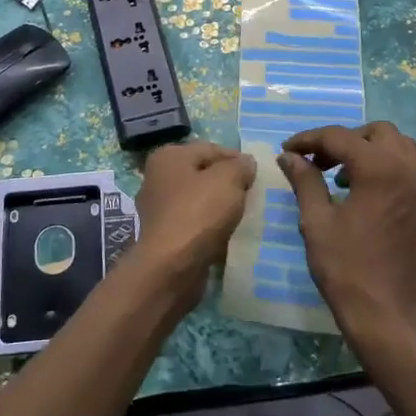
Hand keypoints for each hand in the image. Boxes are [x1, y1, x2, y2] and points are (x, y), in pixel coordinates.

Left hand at [131, 141, 257, 304]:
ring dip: (219, 207)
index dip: (237, 159)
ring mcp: (159, 209)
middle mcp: (158, 178)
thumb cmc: (199, 213)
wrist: (172, 267)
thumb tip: (246, 163)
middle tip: (252, 195)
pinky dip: (210, 227)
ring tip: (243, 216)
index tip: (257, 175)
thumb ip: (240, 166)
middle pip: (203, 174)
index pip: (211, 148)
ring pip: (199, 200)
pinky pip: (194, 224)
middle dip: (228, 183)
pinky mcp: (164, 236)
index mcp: (169, 157)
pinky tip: (227, 236)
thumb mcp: (228, 179)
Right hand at [278, 121, 415, 347]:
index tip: (287, 150)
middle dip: (345, 140)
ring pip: (400, 149)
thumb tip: (289, 156)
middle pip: (377, 133)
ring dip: (370, 152)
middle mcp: (409, 170)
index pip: (340, 137)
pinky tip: (366, 198)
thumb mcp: (316, 222)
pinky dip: (387, 171)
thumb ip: (304, 181)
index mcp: (380, 168)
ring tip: (343, 178)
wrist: (390, 318)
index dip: (309, 139)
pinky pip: (410, 174)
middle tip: (320, 162)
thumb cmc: (347, 268)